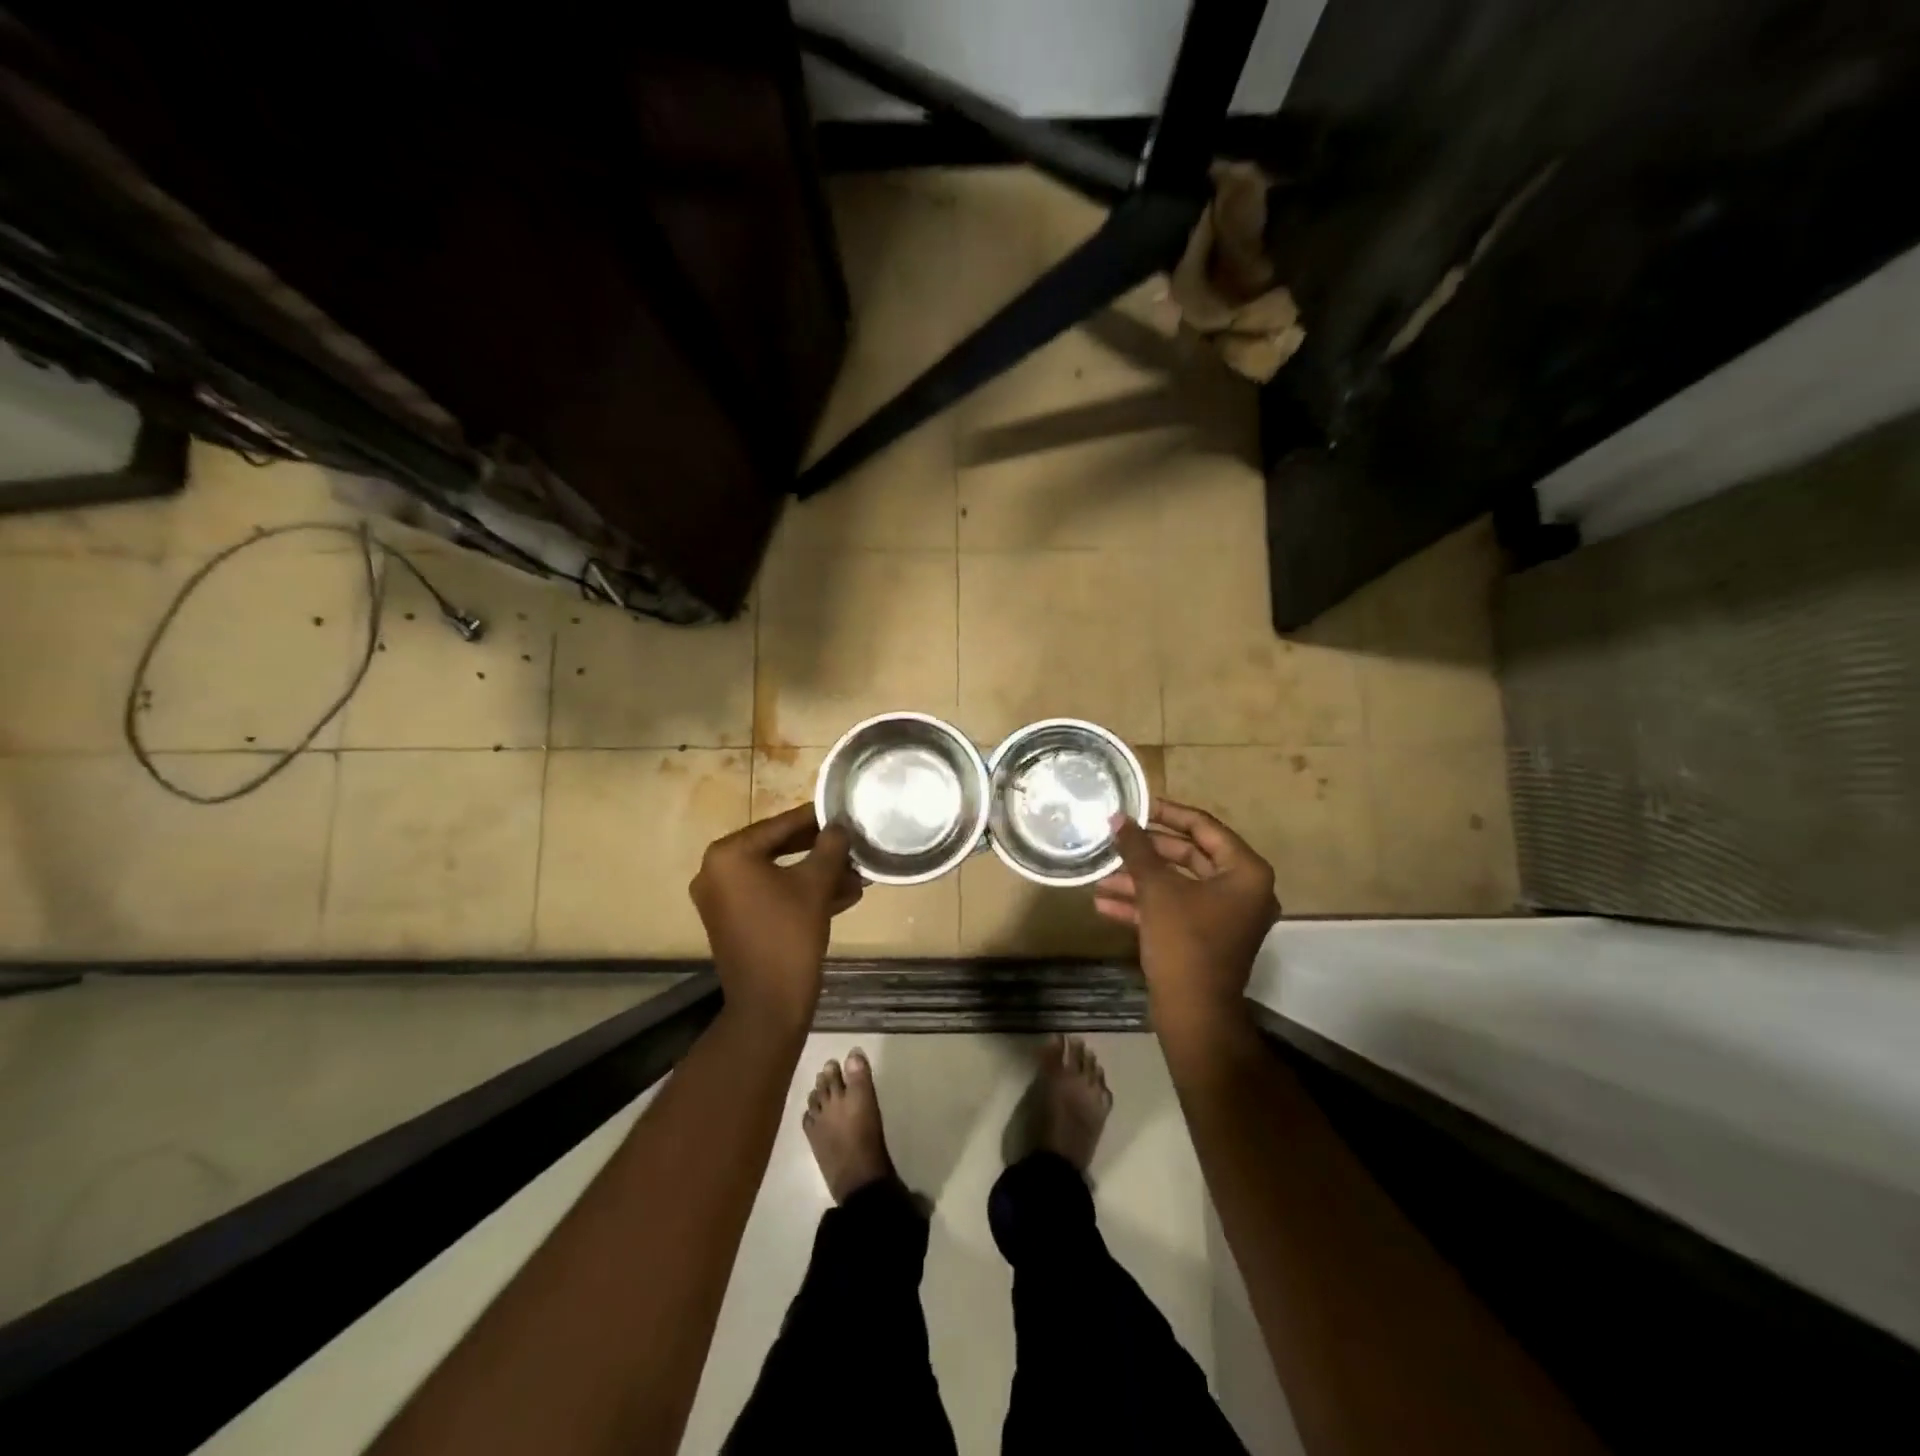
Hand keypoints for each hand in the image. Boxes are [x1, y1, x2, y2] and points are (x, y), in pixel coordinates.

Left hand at [690, 805, 861, 1034]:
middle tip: (853, 843)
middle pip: (778, 847)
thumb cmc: (789, 935)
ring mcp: (722, 898)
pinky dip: (801, 893)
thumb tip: (840, 826)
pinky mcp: (733, 920)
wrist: (768, 1004)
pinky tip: (843, 895)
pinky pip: (771, 895)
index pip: (781, 824)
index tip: (844, 811)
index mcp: (729, 854)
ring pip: (778, 873)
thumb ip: (830, 847)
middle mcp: (716, 870)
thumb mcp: (816, 884)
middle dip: (820, 850)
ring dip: (817, 873)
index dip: (817, 818)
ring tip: (856, 873)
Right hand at [1094, 800, 1279, 1029]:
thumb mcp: (1156, 890)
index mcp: (1245, 872)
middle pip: (1190, 856)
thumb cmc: (1184, 942)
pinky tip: (1104, 904)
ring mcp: (1225, 917)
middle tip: (1116, 838)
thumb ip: (1137, 849)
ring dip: (1139, 881)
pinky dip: (1144, 905)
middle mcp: (1242, 890)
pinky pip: (1175, 910)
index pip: (1205, 827)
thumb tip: (1117, 818)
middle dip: (1147, 852)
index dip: (1169, 813)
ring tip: (1100, 875)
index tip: (1138, 804)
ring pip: (1177, 885)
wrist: (1194, 1013)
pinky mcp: (1206, 938)